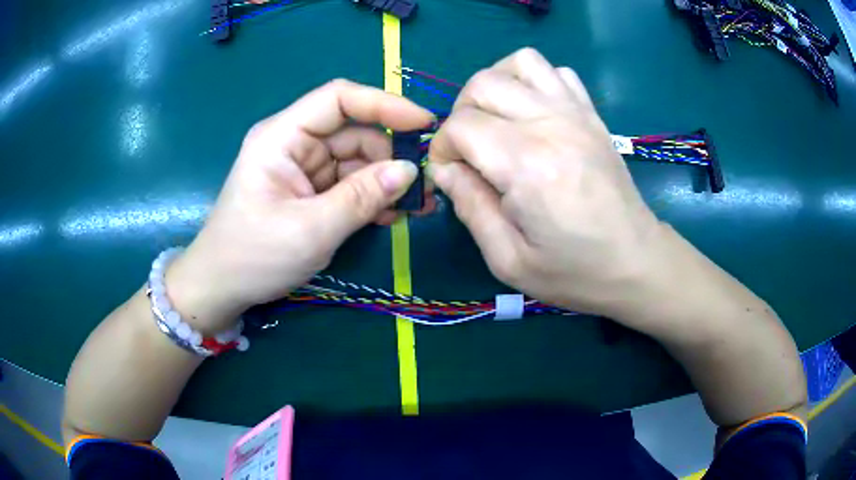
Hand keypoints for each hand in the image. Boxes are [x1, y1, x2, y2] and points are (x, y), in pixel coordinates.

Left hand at [167, 80, 433, 332]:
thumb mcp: (310, 231)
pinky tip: (391, 216)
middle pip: (353, 131)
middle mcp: (293, 143)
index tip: (423, 125)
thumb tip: (410, 170)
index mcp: (282, 137)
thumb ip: (362, 198)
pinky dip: (371, 196)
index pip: (338, 98)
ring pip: (356, 158)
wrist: (222, 287)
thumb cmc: (253, 257)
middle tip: (424, 187)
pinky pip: (349, 182)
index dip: (384, 105)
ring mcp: (302, 167)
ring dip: (386, 180)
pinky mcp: (309, 189)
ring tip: (415, 208)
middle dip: (390, 155)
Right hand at [428, 48, 666, 321]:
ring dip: (496, 85)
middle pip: (483, 84)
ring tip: (497, 120)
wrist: (635, 262)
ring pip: (520, 62)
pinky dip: (534, 81)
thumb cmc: (574, 270)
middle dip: (461, 113)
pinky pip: (557, 71)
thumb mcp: (508, 259)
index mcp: (526, 164)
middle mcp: (550, 124)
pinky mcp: (592, 114)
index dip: (443, 148)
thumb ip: (470, 207)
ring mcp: (576, 113)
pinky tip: (533, 112)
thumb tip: (445, 170)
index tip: (451, 175)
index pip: (461, 126)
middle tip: (469, 149)